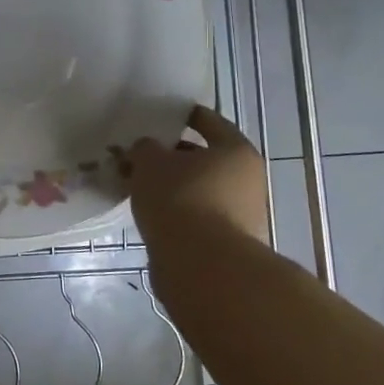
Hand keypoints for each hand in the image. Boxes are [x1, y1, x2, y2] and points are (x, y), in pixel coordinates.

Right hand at [126, 105, 271, 252]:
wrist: (203, 268)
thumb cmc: (180, 200)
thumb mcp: (150, 162)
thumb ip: (146, 149)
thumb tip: (148, 151)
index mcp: (236, 151)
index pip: (209, 122)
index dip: (184, 116)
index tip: (162, 116)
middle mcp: (246, 181)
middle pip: (204, 159)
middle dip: (171, 157)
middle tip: (139, 156)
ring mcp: (240, 215)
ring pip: (198, 190)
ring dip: (171, 187)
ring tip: (137, 187)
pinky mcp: (227, 244)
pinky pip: (195, 217)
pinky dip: (175, 213)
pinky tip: (149, 214)